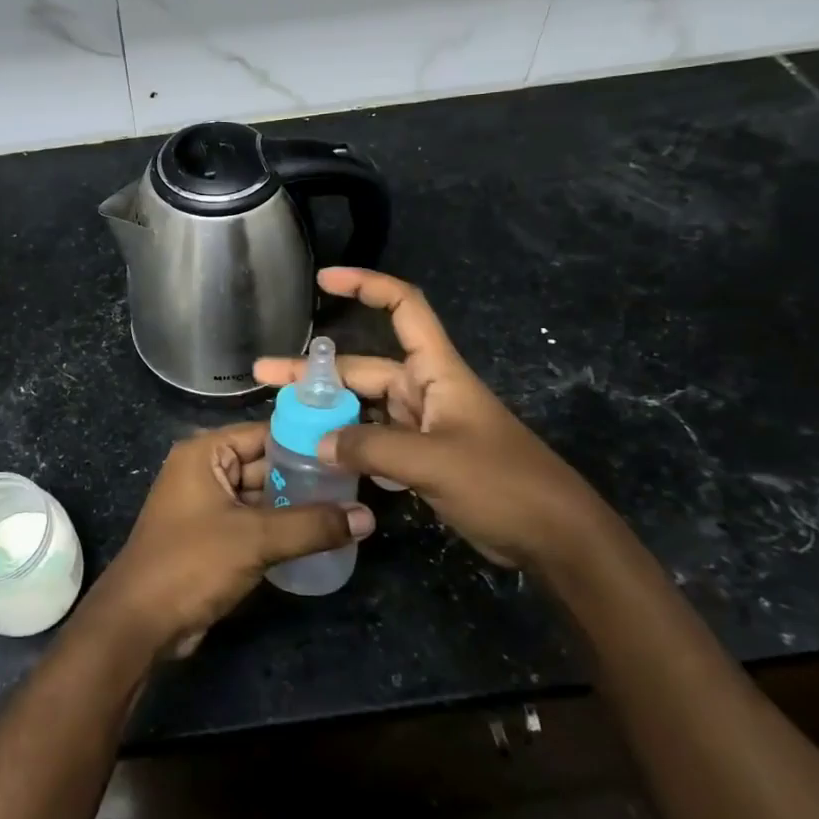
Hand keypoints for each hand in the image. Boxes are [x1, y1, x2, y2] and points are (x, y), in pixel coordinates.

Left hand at [80, 422, 373, 657]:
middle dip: (306, 477)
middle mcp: (204, 470)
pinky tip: (320, 536)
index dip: (307, 440)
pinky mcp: (212, 537)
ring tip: (348, 509)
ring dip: (297, 505)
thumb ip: (312, 525)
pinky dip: (280, 528)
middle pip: (265, 464)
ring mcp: (207, 505)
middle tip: (357, 484)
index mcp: (205, 453)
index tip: (350, 450)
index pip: (265, 433)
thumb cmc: (192, 563)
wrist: (140, 622)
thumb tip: (367, 516)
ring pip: (261, 496)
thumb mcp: (255, 539)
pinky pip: (253, 522)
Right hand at [254, 268, 619, 571]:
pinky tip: (316, 457)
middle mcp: (426, 390)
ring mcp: (424, 426)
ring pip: (364, 408)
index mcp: (437, 371)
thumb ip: (370, 448)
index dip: (366, 285)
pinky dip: (347, 444)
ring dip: (327, 411)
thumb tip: (317, 442)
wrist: (555, 538)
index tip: (323, 280)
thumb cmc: (502, 483)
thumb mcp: (433, 462)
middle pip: (364, 368)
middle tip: (263, 378)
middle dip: (315, 371)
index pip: (403, 307)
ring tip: (281, 419)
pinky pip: (374, 441)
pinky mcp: (423, 459)